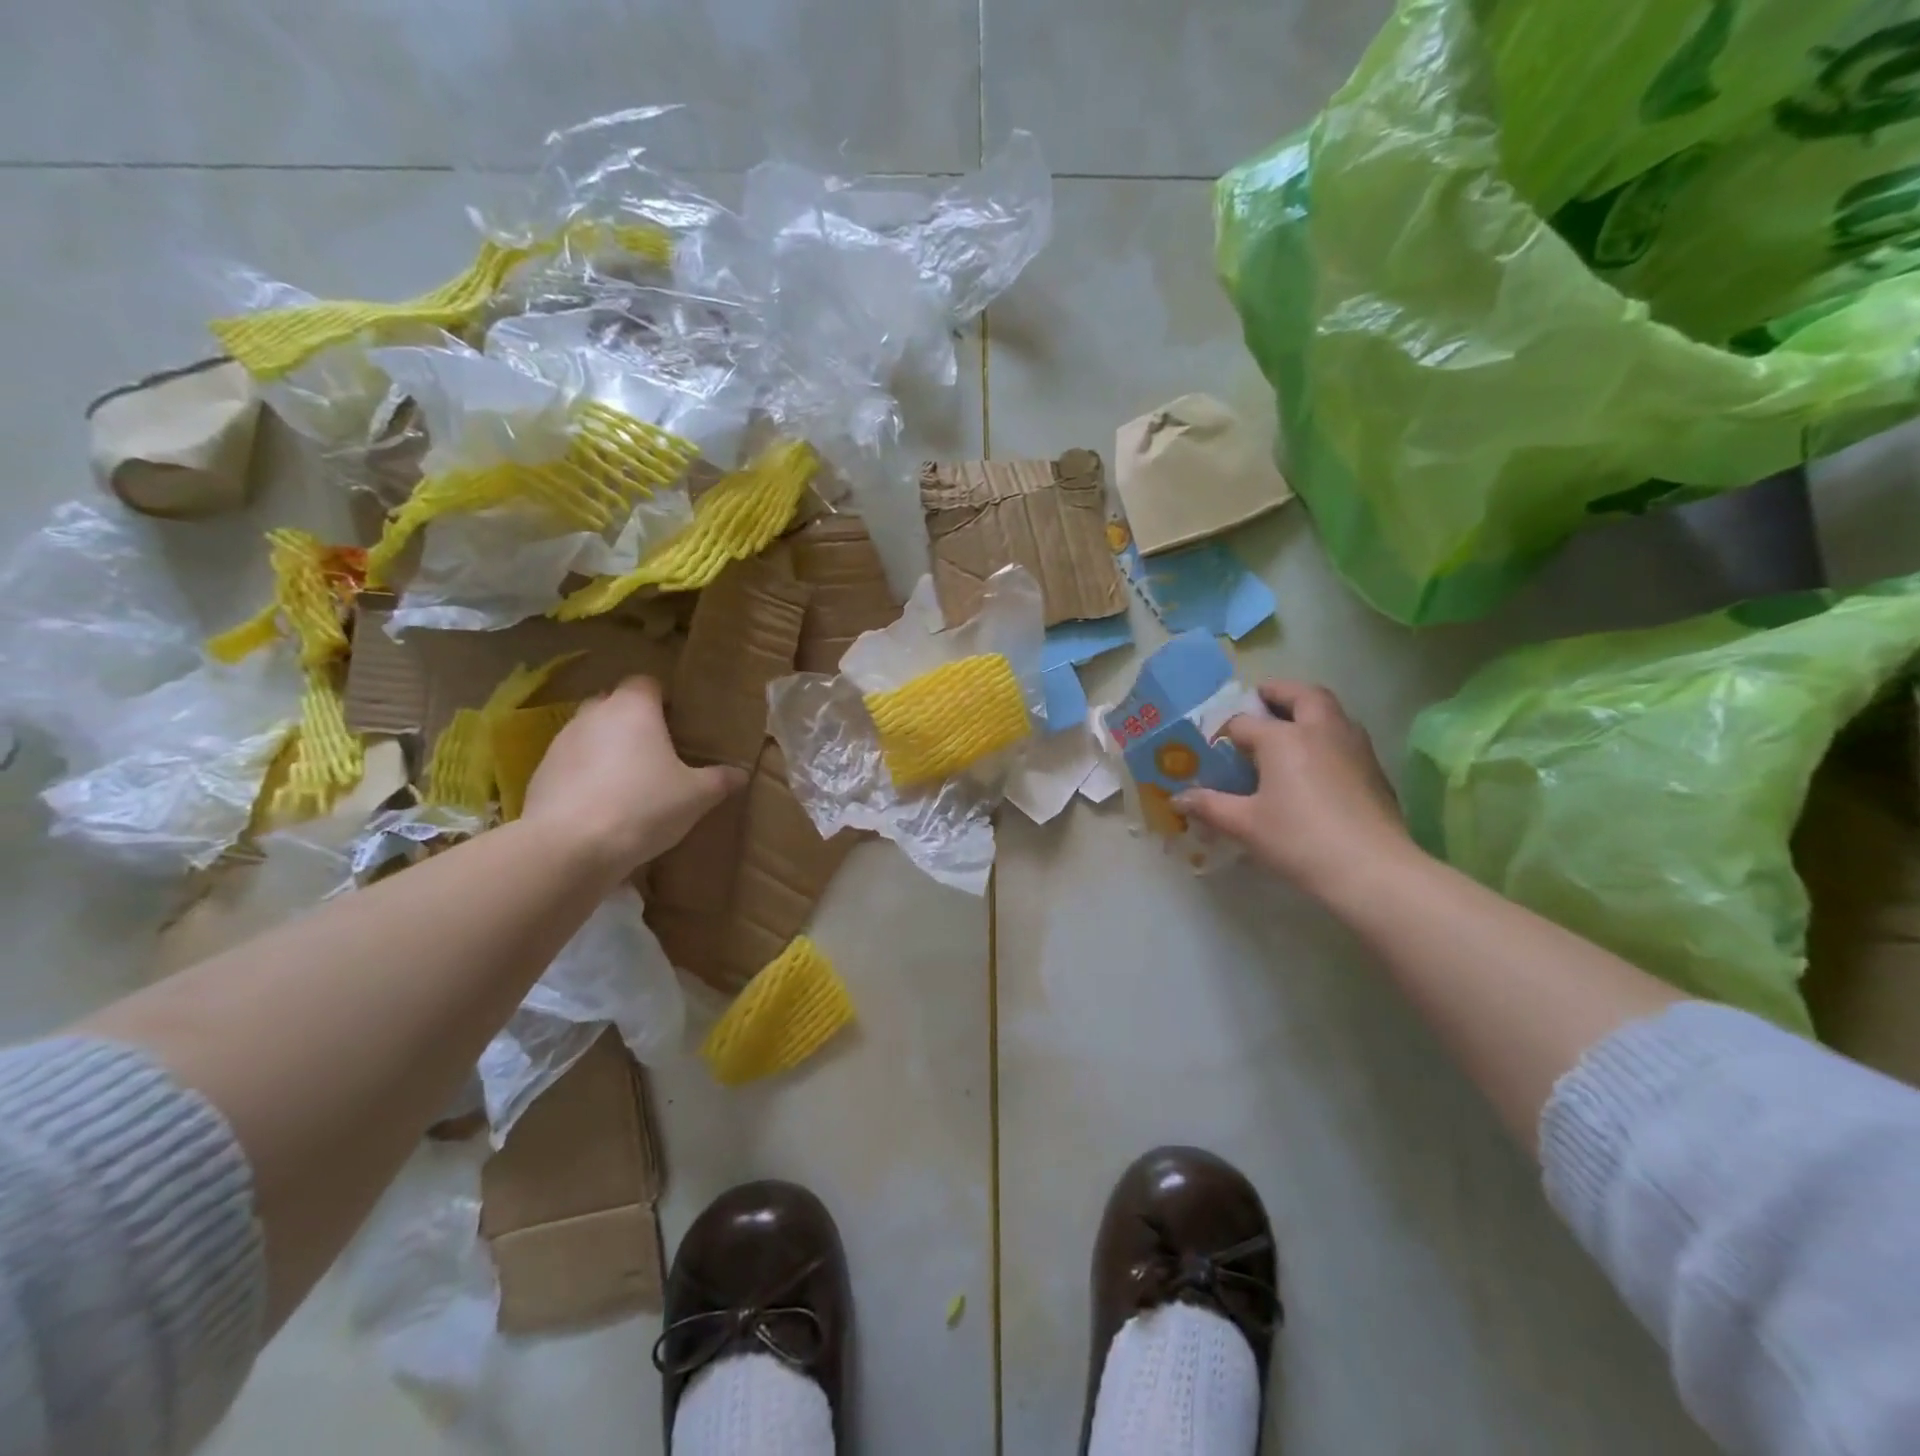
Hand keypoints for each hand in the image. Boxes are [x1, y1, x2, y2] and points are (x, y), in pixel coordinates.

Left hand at [522, 676, 745, 877]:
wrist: (570, 847)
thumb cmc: (643, 806)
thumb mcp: (696, 797)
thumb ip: (719, 780)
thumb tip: (740, 774)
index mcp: (633, 708)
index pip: (647, 683)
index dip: (663, 699)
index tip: (679, 722)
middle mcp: (593, 714)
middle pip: (615, 704)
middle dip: (633, 722)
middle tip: (658, 752)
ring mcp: (561, 743)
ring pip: (590, 735)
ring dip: (607, 750)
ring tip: (630, 782)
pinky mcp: (540, 774)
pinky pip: (571, 765)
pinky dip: (586, 777)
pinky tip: (602, 807)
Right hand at [1178, 681, 1414, 898]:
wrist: (1370, 869)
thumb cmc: (1298, 840)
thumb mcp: (1244, 824)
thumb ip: (1210, 806)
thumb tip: (1178, 799)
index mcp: (1283, 738)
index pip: (1244, 723)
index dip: (1225, 733)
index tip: (1214, 748)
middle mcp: (1320, 730)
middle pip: (1300, 695)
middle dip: (1279, 692)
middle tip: (1261, 701)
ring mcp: (1353, 746)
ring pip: (1330, 711)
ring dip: (1308, 710)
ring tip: (1289, 729)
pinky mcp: (1374, 768)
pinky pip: (1345, 736)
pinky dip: (1326, 735)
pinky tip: (1316, 764)